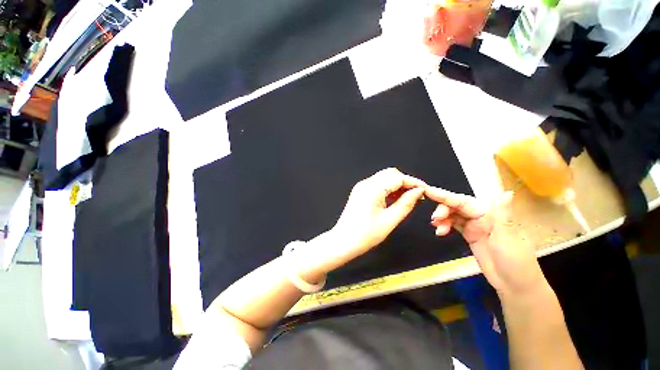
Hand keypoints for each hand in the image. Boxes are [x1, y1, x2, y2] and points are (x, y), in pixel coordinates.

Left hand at [302, 168, 425, 274]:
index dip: (413, 182)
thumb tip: (418, 192)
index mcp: (372, 189)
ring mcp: (361, 187)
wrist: (343, 241)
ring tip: (408, 199)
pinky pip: (378, 184)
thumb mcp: (390, 220)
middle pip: (390, 174)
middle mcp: (366, 183)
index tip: (425, 191)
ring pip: (384, 178)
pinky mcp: (360, 192)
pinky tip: (395, 200)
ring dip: (397, 185)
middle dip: (405, 182)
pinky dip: (388, 189)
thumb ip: (406, 204)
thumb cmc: (365, 235)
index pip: (398, 177)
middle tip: (417, 195)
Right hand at [426, 187, 545, 295]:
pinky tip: (439, 231)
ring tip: (436, 227)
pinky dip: (444, 225)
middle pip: (455, 206)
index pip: (464, 202)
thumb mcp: (509, 238)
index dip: (445, 196)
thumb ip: (503, 215)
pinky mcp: (470, 235)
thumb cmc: (516, 262)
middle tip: (434, 218)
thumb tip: (507, 192)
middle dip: (442, 209)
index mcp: (490, 214)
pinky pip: (453, 224)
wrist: (514, 285)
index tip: (428, 191)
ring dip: (442, 219)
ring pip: (452, 215)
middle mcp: (481, 216)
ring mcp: (475, 226)